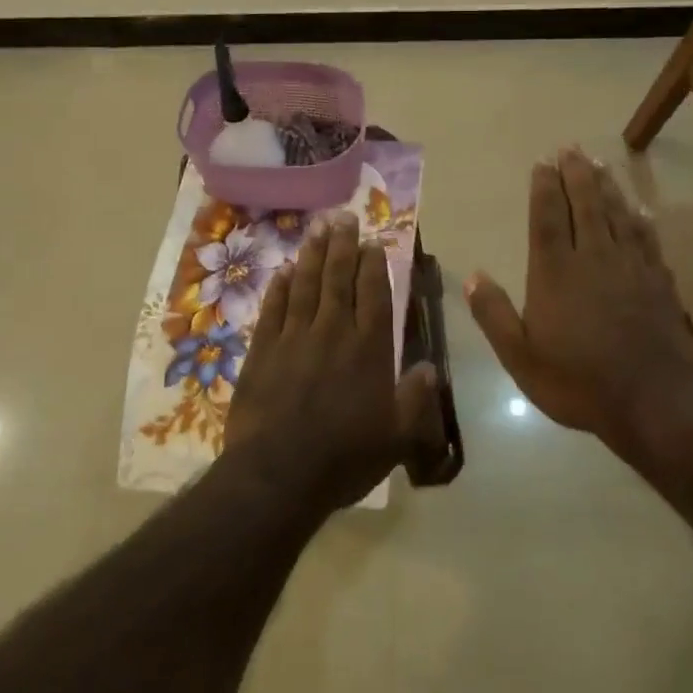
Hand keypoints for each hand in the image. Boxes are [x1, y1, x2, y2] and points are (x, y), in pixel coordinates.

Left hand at [225, 211, 445, 515]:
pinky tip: (284, 270)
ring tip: (317, 229)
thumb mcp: (398, 437)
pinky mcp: (262, 351)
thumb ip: (416, 399)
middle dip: (343, 246)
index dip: (374, 265)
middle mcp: (333, 332)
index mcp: (369, 348)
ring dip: (312, 256)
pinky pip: (273, 309)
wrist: (278, 475)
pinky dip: (280, 287)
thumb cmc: (345, 457)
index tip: (373, 241)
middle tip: (343, 217)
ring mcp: (294, 338)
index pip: (374, 294)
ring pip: (305, 286)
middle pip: (338, 279)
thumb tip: (430, 367)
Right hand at [466, 149, 692, 445]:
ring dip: (607, 187)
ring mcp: (631, 266)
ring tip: (599, 164)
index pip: (548, 218)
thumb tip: (473, 276)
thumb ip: (494, 314)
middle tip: (571, 148)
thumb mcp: (520, 356)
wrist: (653, 398)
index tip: (543, 162)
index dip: (545, 188)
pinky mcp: (659, 281)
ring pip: (617, 215)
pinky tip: (640, 210)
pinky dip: (640, 220)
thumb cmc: (578, 380)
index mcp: (555, 272)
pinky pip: (647, 239)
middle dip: (576, 174)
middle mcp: (593, 257)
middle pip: (585, 205)